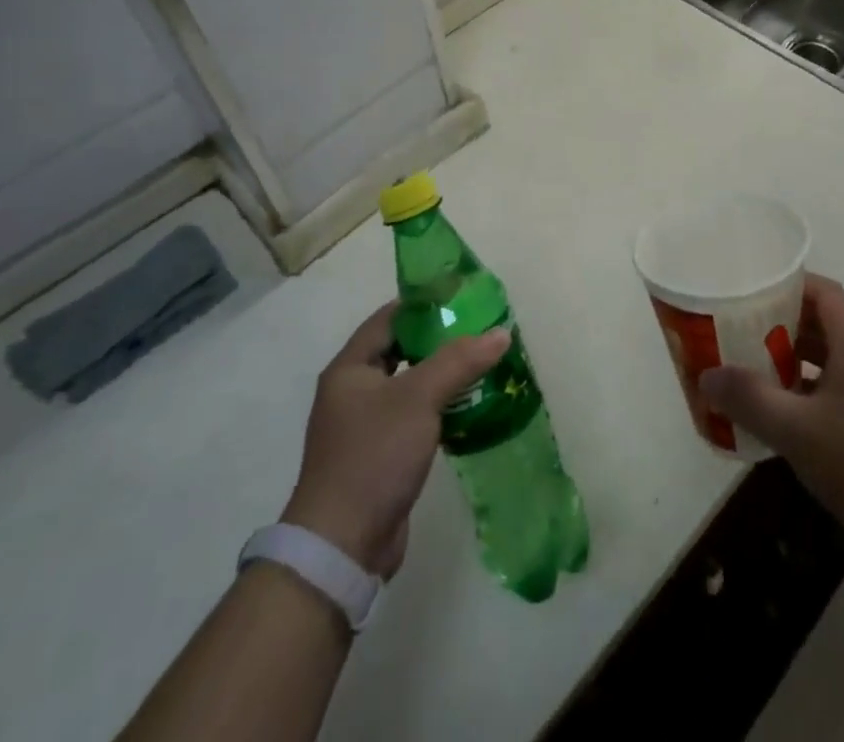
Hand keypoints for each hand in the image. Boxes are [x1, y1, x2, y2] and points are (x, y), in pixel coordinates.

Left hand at [282, 302, 508, 578]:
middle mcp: (354, 391)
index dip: (424, 304)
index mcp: (350, 368)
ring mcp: (366, 425)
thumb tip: (500, 333)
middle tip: (480, 330)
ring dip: (443, 374)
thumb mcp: (419, 398)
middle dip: (440, 339)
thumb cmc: (374, 455)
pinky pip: (414, 416)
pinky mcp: (381, 454)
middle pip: (401, 350)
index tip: (463, 298)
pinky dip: (440, 406)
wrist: (343, 545)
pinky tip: (470, 405)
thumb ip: (459, 361)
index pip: (390, 318)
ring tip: (483, 363)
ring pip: (411, 384)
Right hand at [698, 274, 843, 564]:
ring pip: (826, 364)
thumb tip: (707, 375)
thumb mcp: (800, 432)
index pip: (823, 292)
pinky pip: (834, 397)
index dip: (789, 283)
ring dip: (789, 365)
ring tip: (747, 374)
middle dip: (778, 325)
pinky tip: (780, 424)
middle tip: (736, 332)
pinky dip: (805, 399)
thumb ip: (751, 400)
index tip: (750, 290)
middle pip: (820, 326)